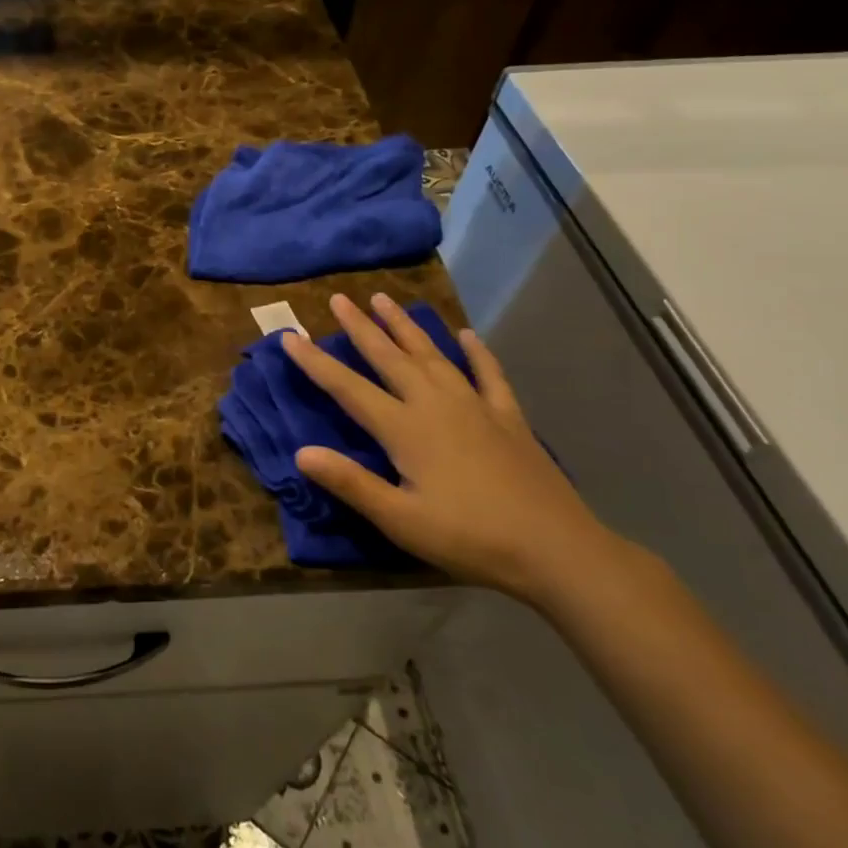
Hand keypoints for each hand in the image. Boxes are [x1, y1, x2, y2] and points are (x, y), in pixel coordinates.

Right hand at [283, 292, 621, 605]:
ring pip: (432, 355)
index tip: (290, 336)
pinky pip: (488, 374)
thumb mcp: (400, 520)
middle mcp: (435, 404)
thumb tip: (300, 452)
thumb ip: (350, 483)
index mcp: (405, 429)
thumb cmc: (470, 538)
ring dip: (406, 326)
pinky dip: (476, 352)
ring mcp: (475, 406)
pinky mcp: (508, 417)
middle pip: (389, 357)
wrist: (556, 549)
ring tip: (385, 299)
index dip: (316, 362)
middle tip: (338, 298)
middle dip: (360, 327)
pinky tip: (467, 335)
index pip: (348, 388)